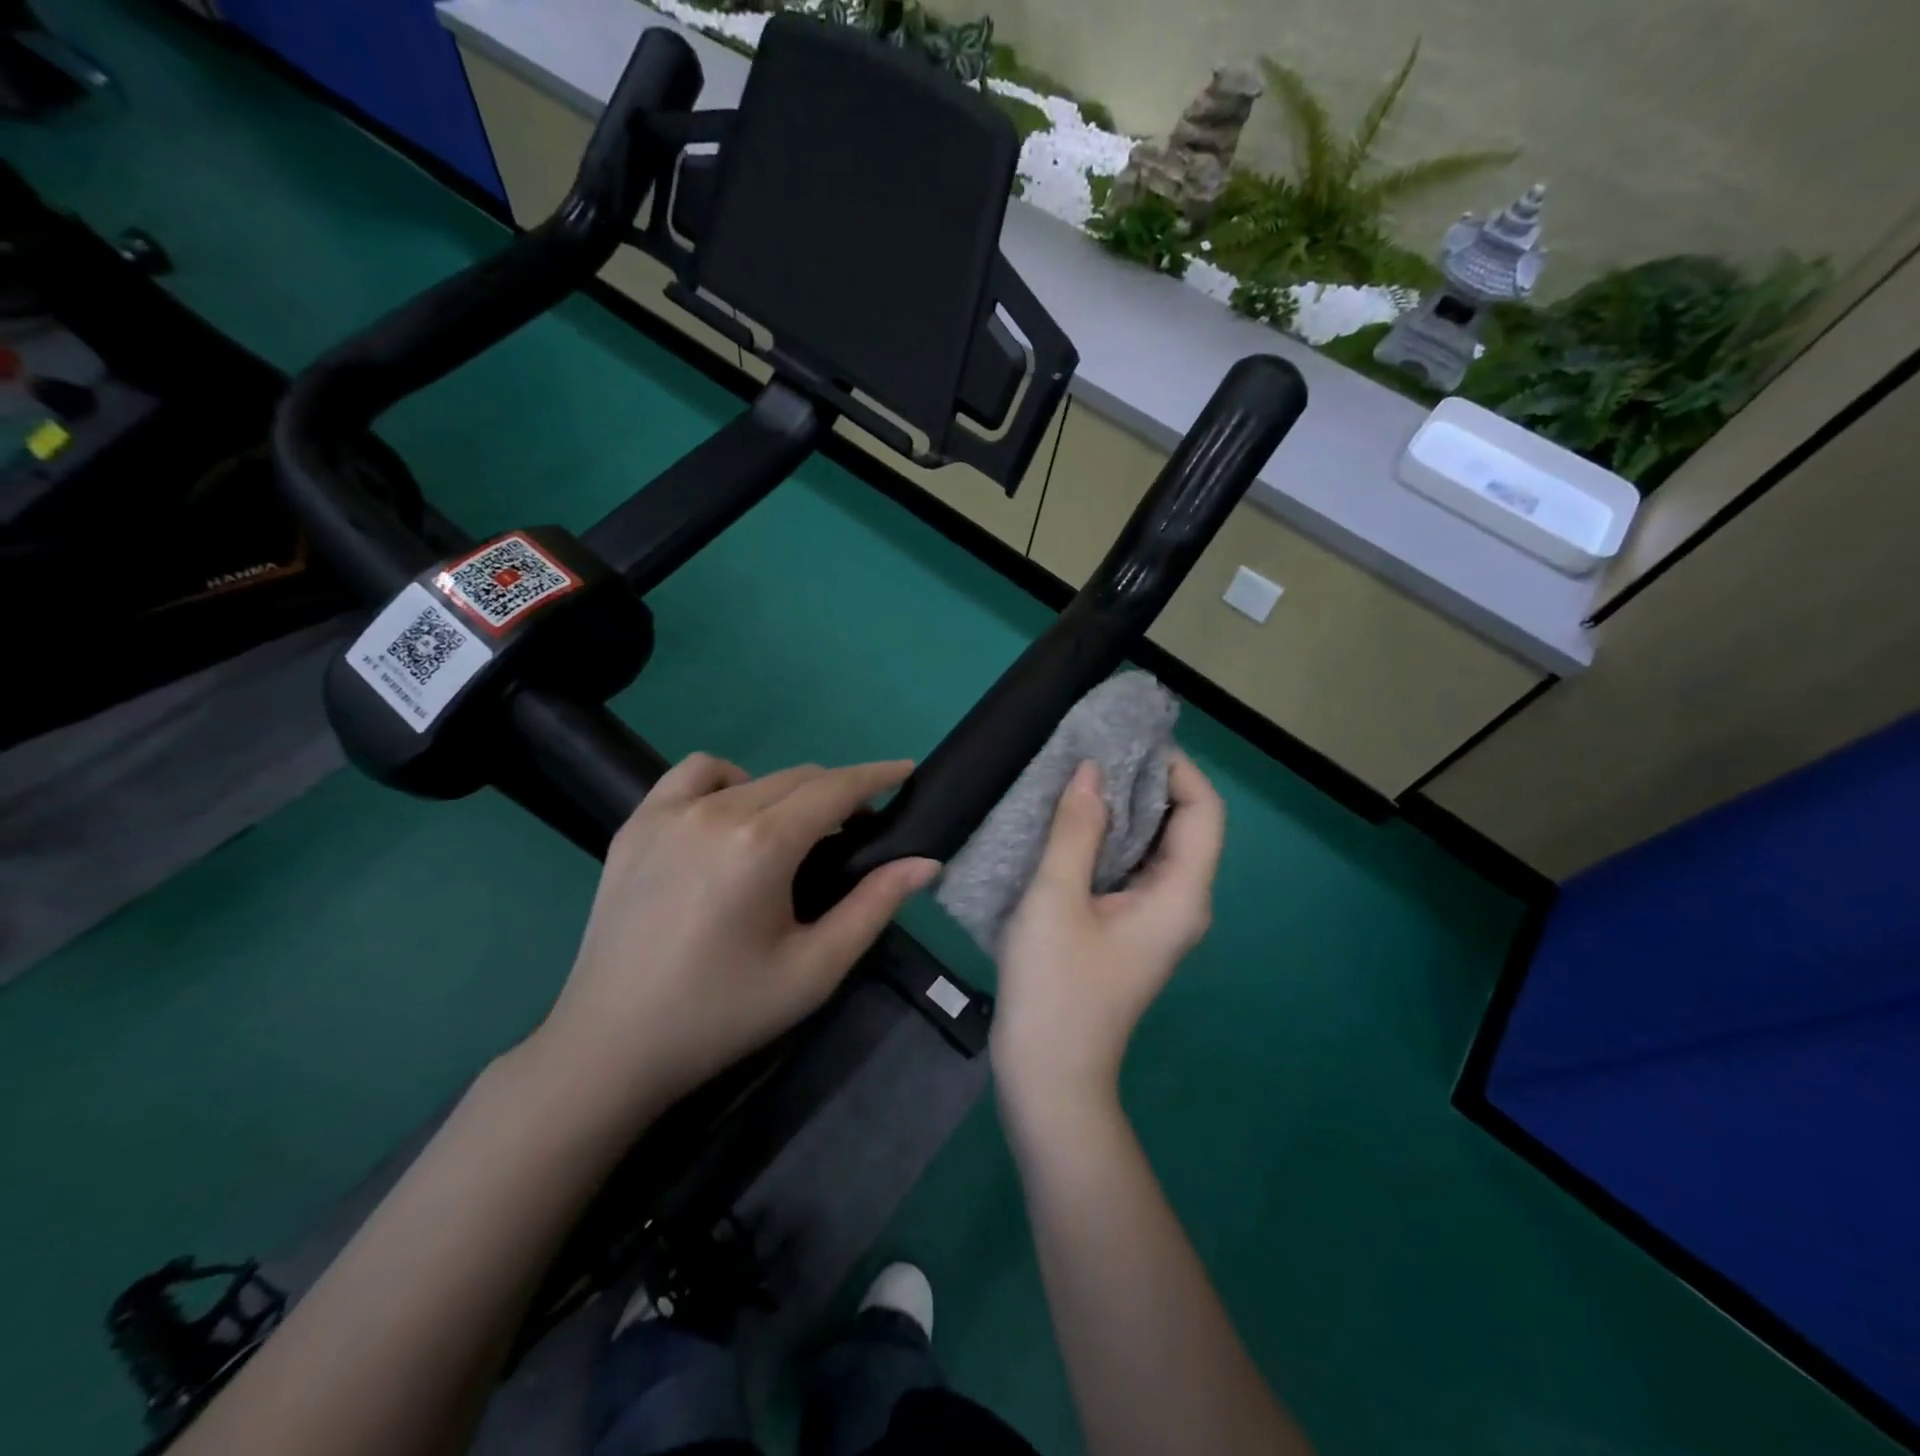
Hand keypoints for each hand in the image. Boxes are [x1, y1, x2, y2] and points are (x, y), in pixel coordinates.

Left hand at [535, 753, 939, 1119]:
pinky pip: (693, 774)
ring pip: (751, 774)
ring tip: (792, 832)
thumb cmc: (723, 1013)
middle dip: (839, 793)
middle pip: (798, 778)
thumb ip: (874, 906)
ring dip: (787, 789)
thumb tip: (926, 863)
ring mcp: (668, 812)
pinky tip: (730, 817)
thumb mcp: (814, 970)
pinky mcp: (635, 824)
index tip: (907, 772)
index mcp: (762, 844)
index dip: (877, 776)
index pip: (835, 788)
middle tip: (858, 831)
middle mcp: (715, 811)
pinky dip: (727, 781)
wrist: (613, 1045)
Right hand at [991, 751, 1224, 1117]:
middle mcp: (1180, 903)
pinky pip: (1129, 869)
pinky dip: (1107, 839)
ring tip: (1079, 777)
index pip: (1204, 811)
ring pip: (1153, 847)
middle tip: (1095, 750)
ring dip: (1123, 810)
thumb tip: (1092, 770)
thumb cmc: (1055, 988)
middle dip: (1146, 782)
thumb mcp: (1057, 900)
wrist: (1048, 1077)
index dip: (1177, 768)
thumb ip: (1077, 830)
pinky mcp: (1128, 930)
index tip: (1130, 739)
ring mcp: (1154, 920)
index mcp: (1181, 895)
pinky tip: (1069, 824)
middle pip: (1182, 825)